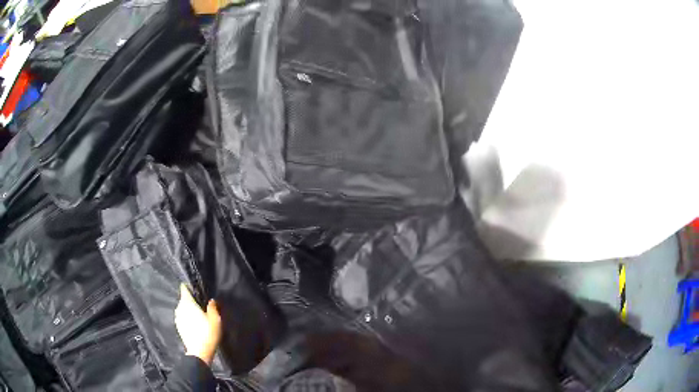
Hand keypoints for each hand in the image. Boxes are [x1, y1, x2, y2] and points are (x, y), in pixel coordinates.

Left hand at [174, 284, 221, 364]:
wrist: (199, 352)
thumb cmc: (207, 333)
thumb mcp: (215, 320)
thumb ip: (212, 307)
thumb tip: (211, 300)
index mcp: (187, 303)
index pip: (184, 289)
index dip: (189, 287)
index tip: (196, 289)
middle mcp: (180, 308)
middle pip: (184, 299)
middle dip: (191, 300)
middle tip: (201, 304)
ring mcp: (177, 317)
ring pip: (183, 308)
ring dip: (189, 309)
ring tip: (198, 314)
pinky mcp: (178, 326)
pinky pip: (182, 317)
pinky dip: (187, 317)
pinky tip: (195, 323)